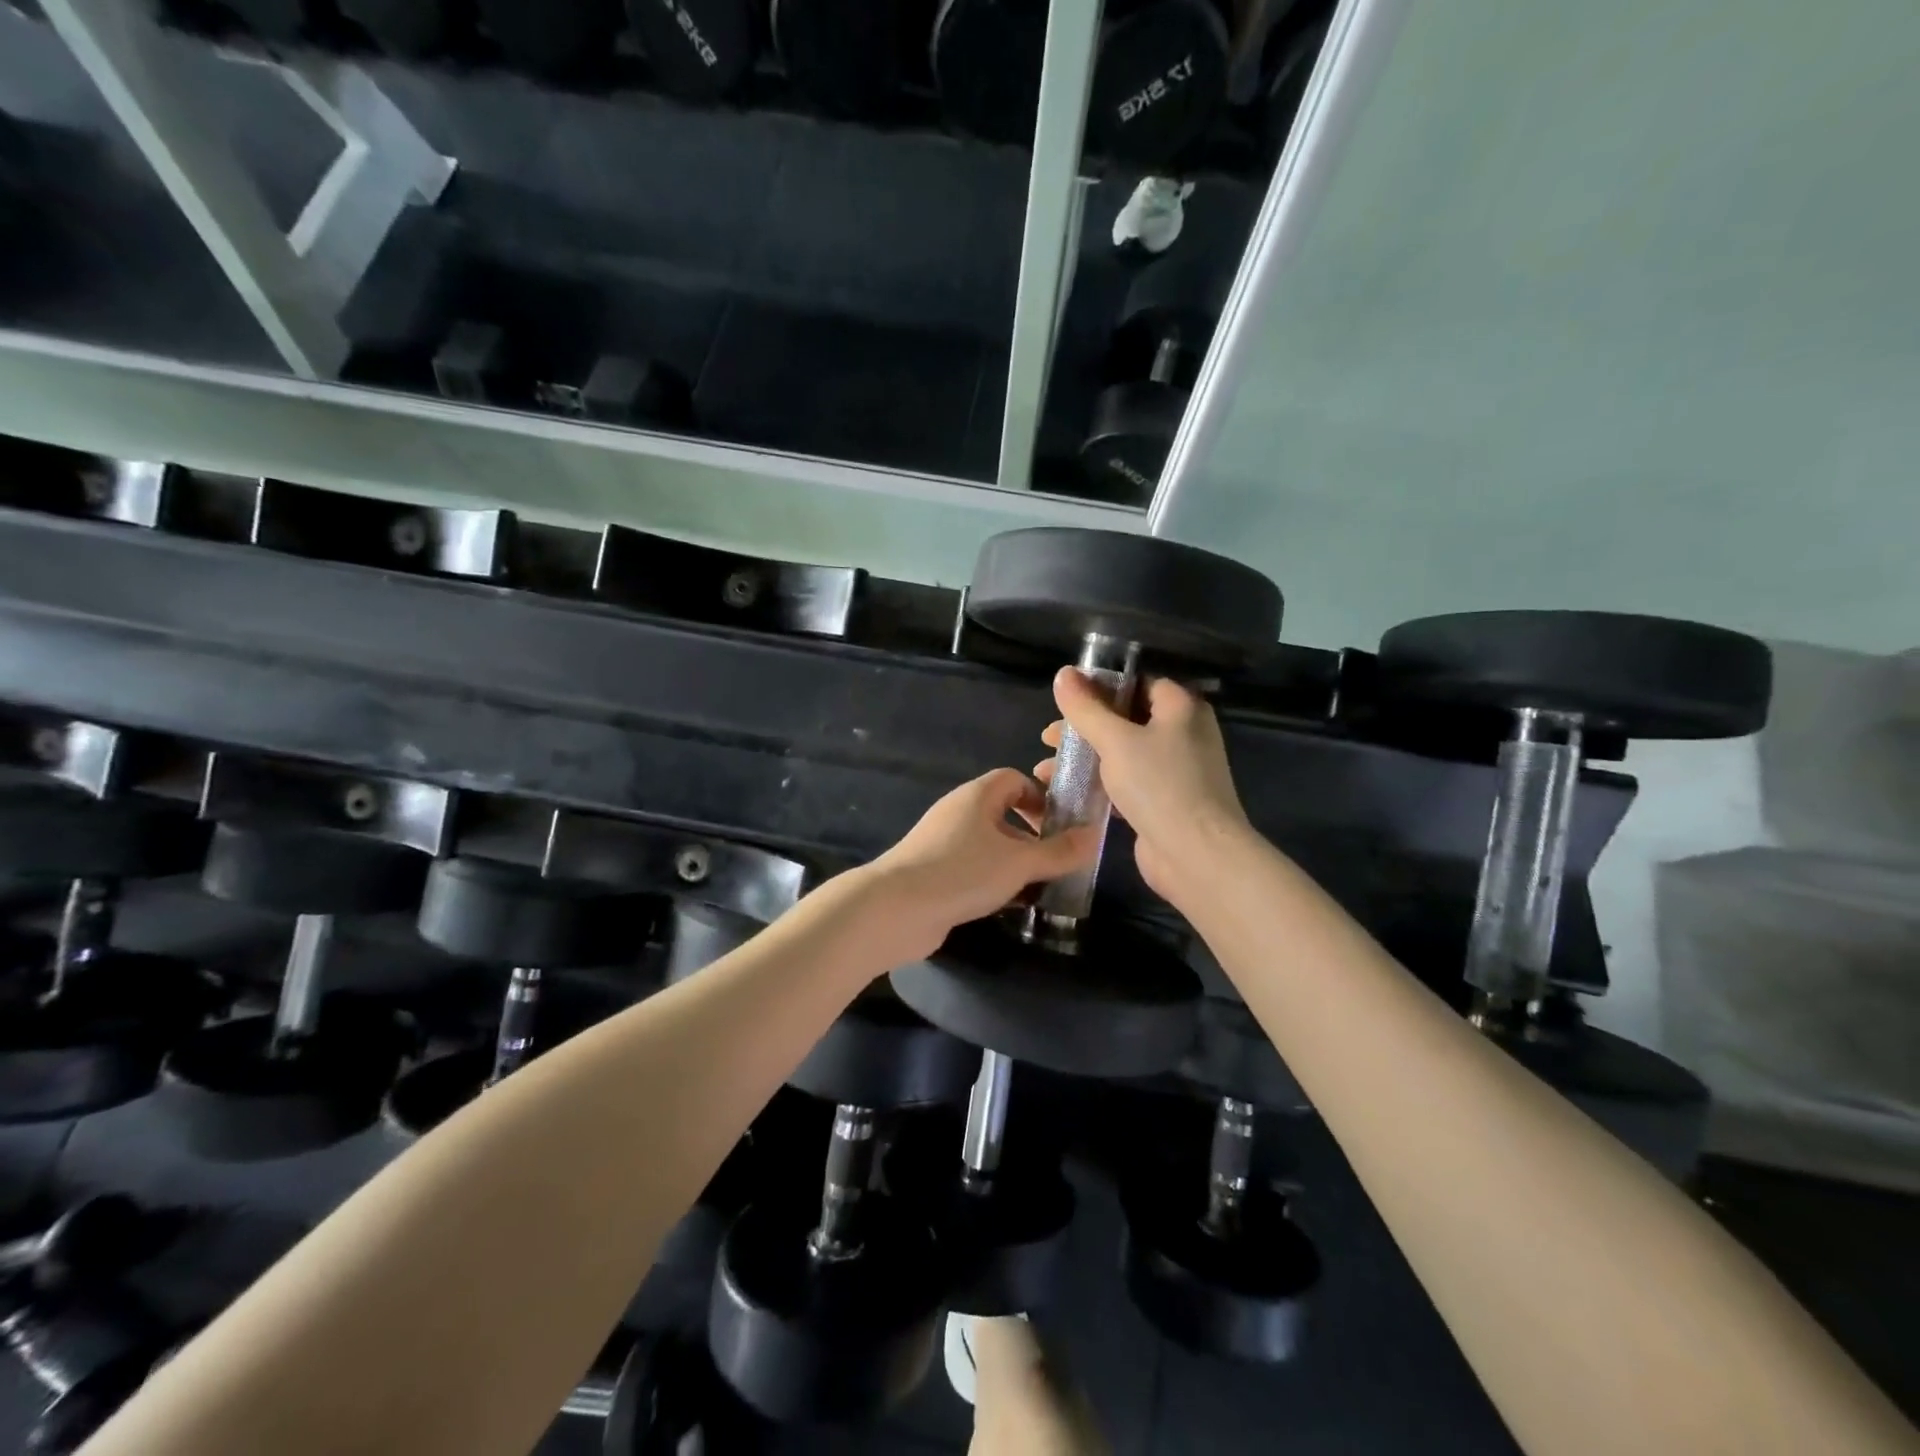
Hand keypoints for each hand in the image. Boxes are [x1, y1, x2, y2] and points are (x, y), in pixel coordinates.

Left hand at [860, 769, 1098, 962]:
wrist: (896, 908)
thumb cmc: (963, 872)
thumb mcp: (1020, 862)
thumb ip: (1059, 851)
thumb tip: (1095, 834)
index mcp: (977, 796)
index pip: (1014, 779)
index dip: (1041, 797)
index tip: (1062, 825)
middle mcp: (959, 813)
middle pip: (1004, 814)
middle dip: (1033, 837)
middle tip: (1059, 862)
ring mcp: (943, 844)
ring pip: (990, 846)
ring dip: (1016, 864)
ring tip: (1044, 888)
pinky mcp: (935, 873)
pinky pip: (974, 869)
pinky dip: (994, 882)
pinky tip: (1012, 906)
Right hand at [1037, 670, 1249, 903]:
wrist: (1196, 855)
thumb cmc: (1159, 785)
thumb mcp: (1115, 740)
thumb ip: (1086, 708)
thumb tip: (1063, 673)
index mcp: (1181, 708)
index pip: (1138, 683)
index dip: (1100, 687)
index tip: (1065, 699)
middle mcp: (1184, 733)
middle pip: (1126, 719)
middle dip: (1084, 728)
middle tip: (1048, 738)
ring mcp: (1176, 770)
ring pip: (1123, 753)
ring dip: (1085, 758)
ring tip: (1045, 769)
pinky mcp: (1165, 802)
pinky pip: (1127, 783)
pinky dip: (1099, 784)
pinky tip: (1068, 792)